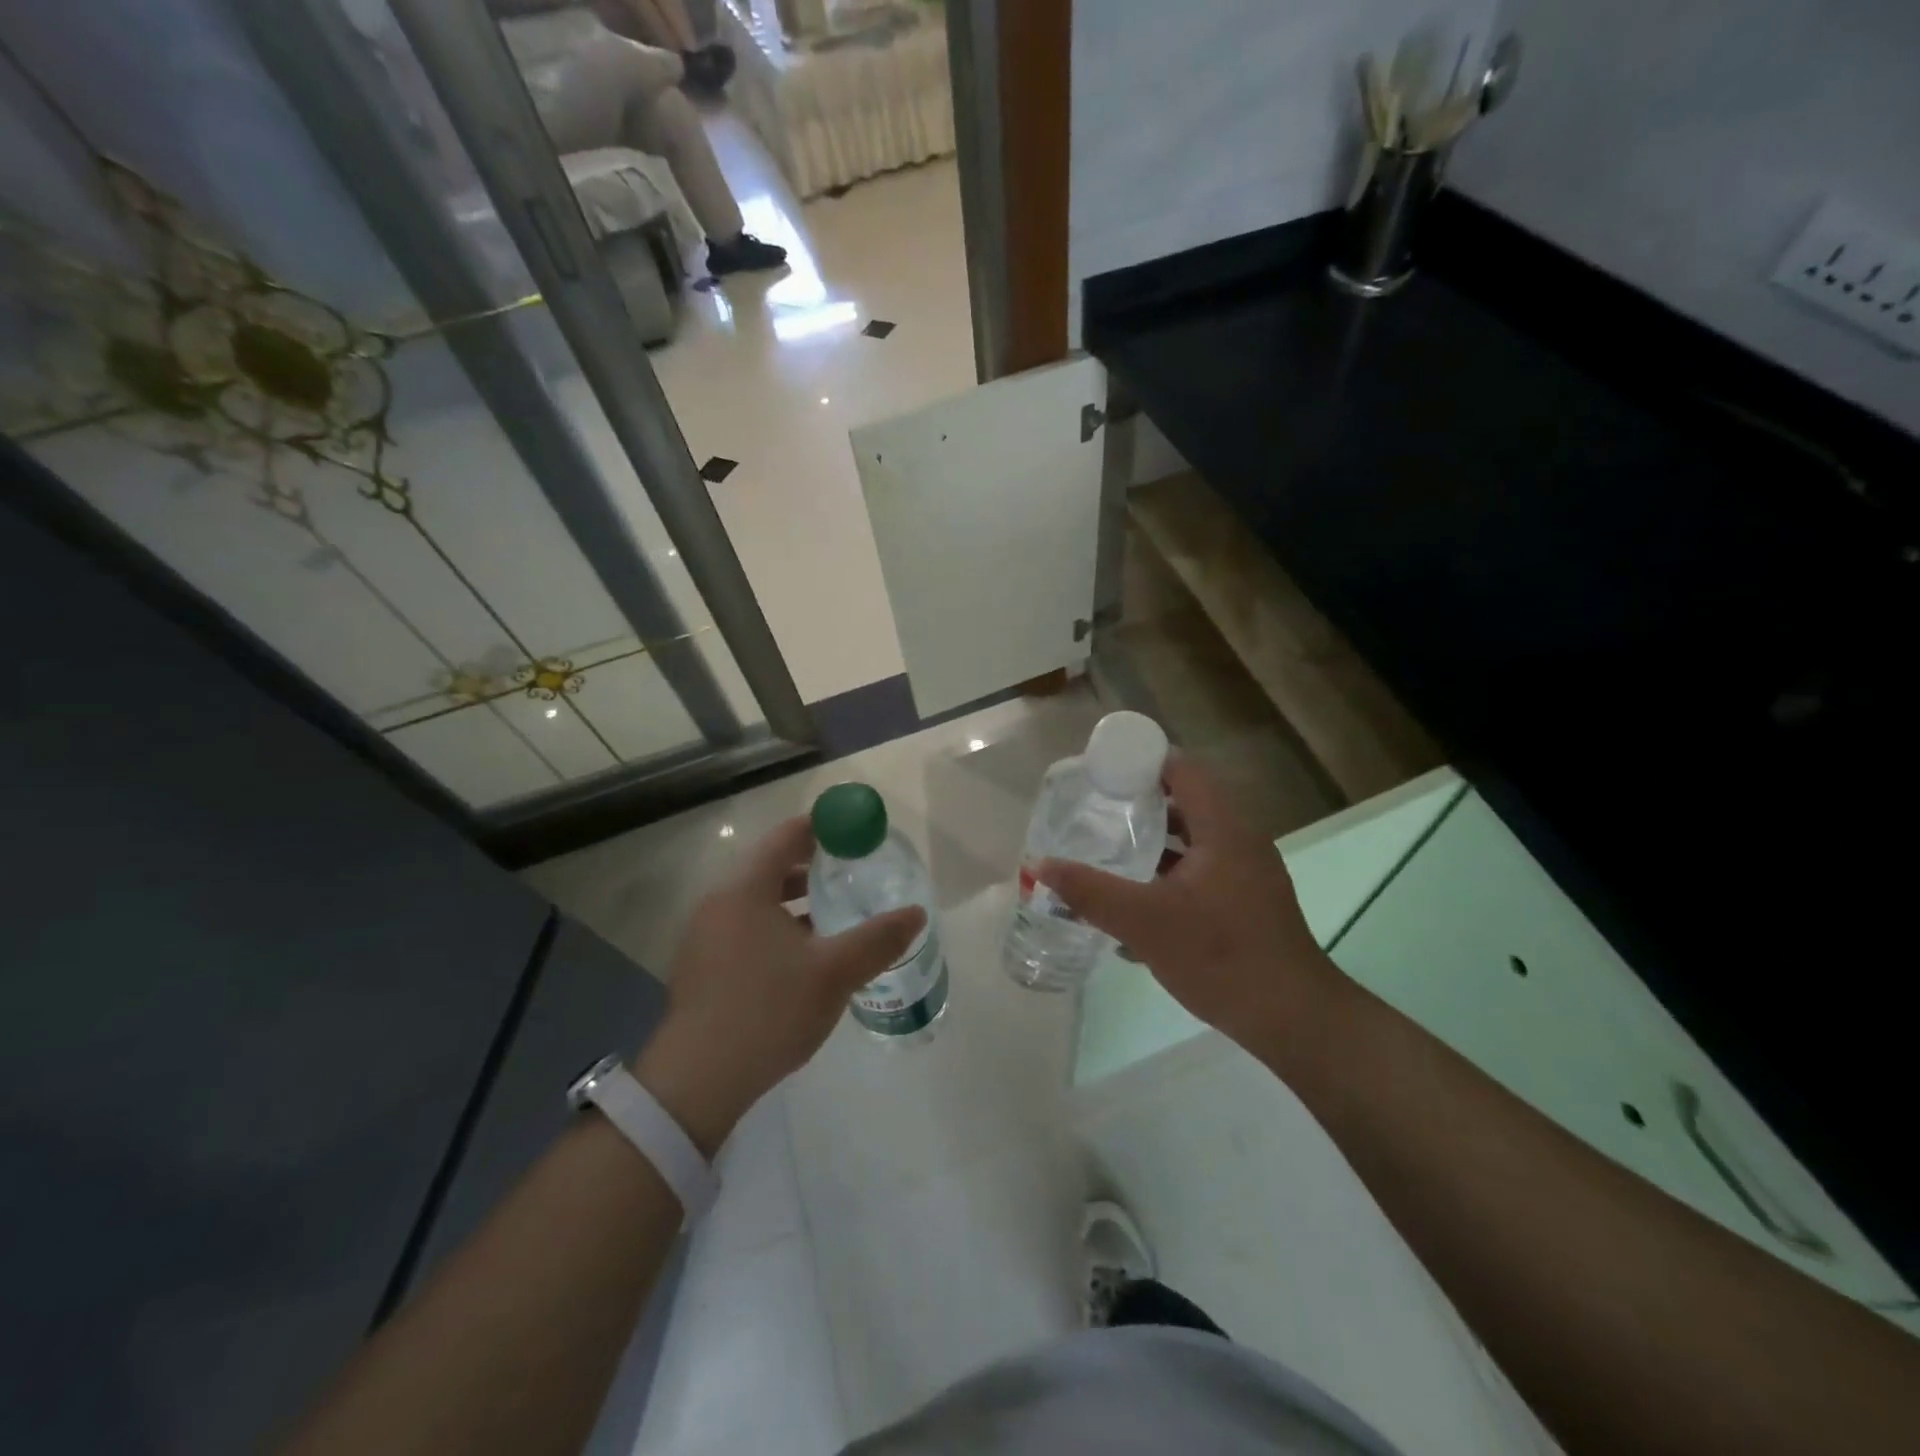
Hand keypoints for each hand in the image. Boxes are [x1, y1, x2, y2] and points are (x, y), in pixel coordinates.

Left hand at [633, 816, 924, 1154]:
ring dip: (795, 899)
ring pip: (758, 899)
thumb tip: (917, 913)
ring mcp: (705, 934)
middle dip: (813, 865)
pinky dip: (777, 924)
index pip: (787, 836)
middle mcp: (719, 901)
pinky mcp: (703, 964)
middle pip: (771, 865)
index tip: (856, 833)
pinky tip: (804, 953)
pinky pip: (746, 925)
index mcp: (745, 888)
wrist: (698, 1081)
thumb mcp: (834, 973)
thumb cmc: (768, 1010)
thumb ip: (878, 939)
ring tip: (835, 912)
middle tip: (854, 872)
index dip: (824, 828)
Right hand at [1036, 755, 1346, 1058]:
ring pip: (1193, 839)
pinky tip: (1138, 896)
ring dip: (1154, 840)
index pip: (1182, 769)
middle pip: (1186, 801)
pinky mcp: (1247, 900)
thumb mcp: (1144, 922)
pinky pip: (1202, 868)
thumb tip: (1040, 865)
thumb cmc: (1220, 957)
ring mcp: (1247, 872)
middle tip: (1095, 808)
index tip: (1100, 771)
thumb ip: (1090, 891)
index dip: (1141, 761)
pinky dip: (1170, 870)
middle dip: (1139, 801)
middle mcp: (1240, 840)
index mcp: (1223, 829)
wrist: (1292, 1019)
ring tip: (1109, 846)